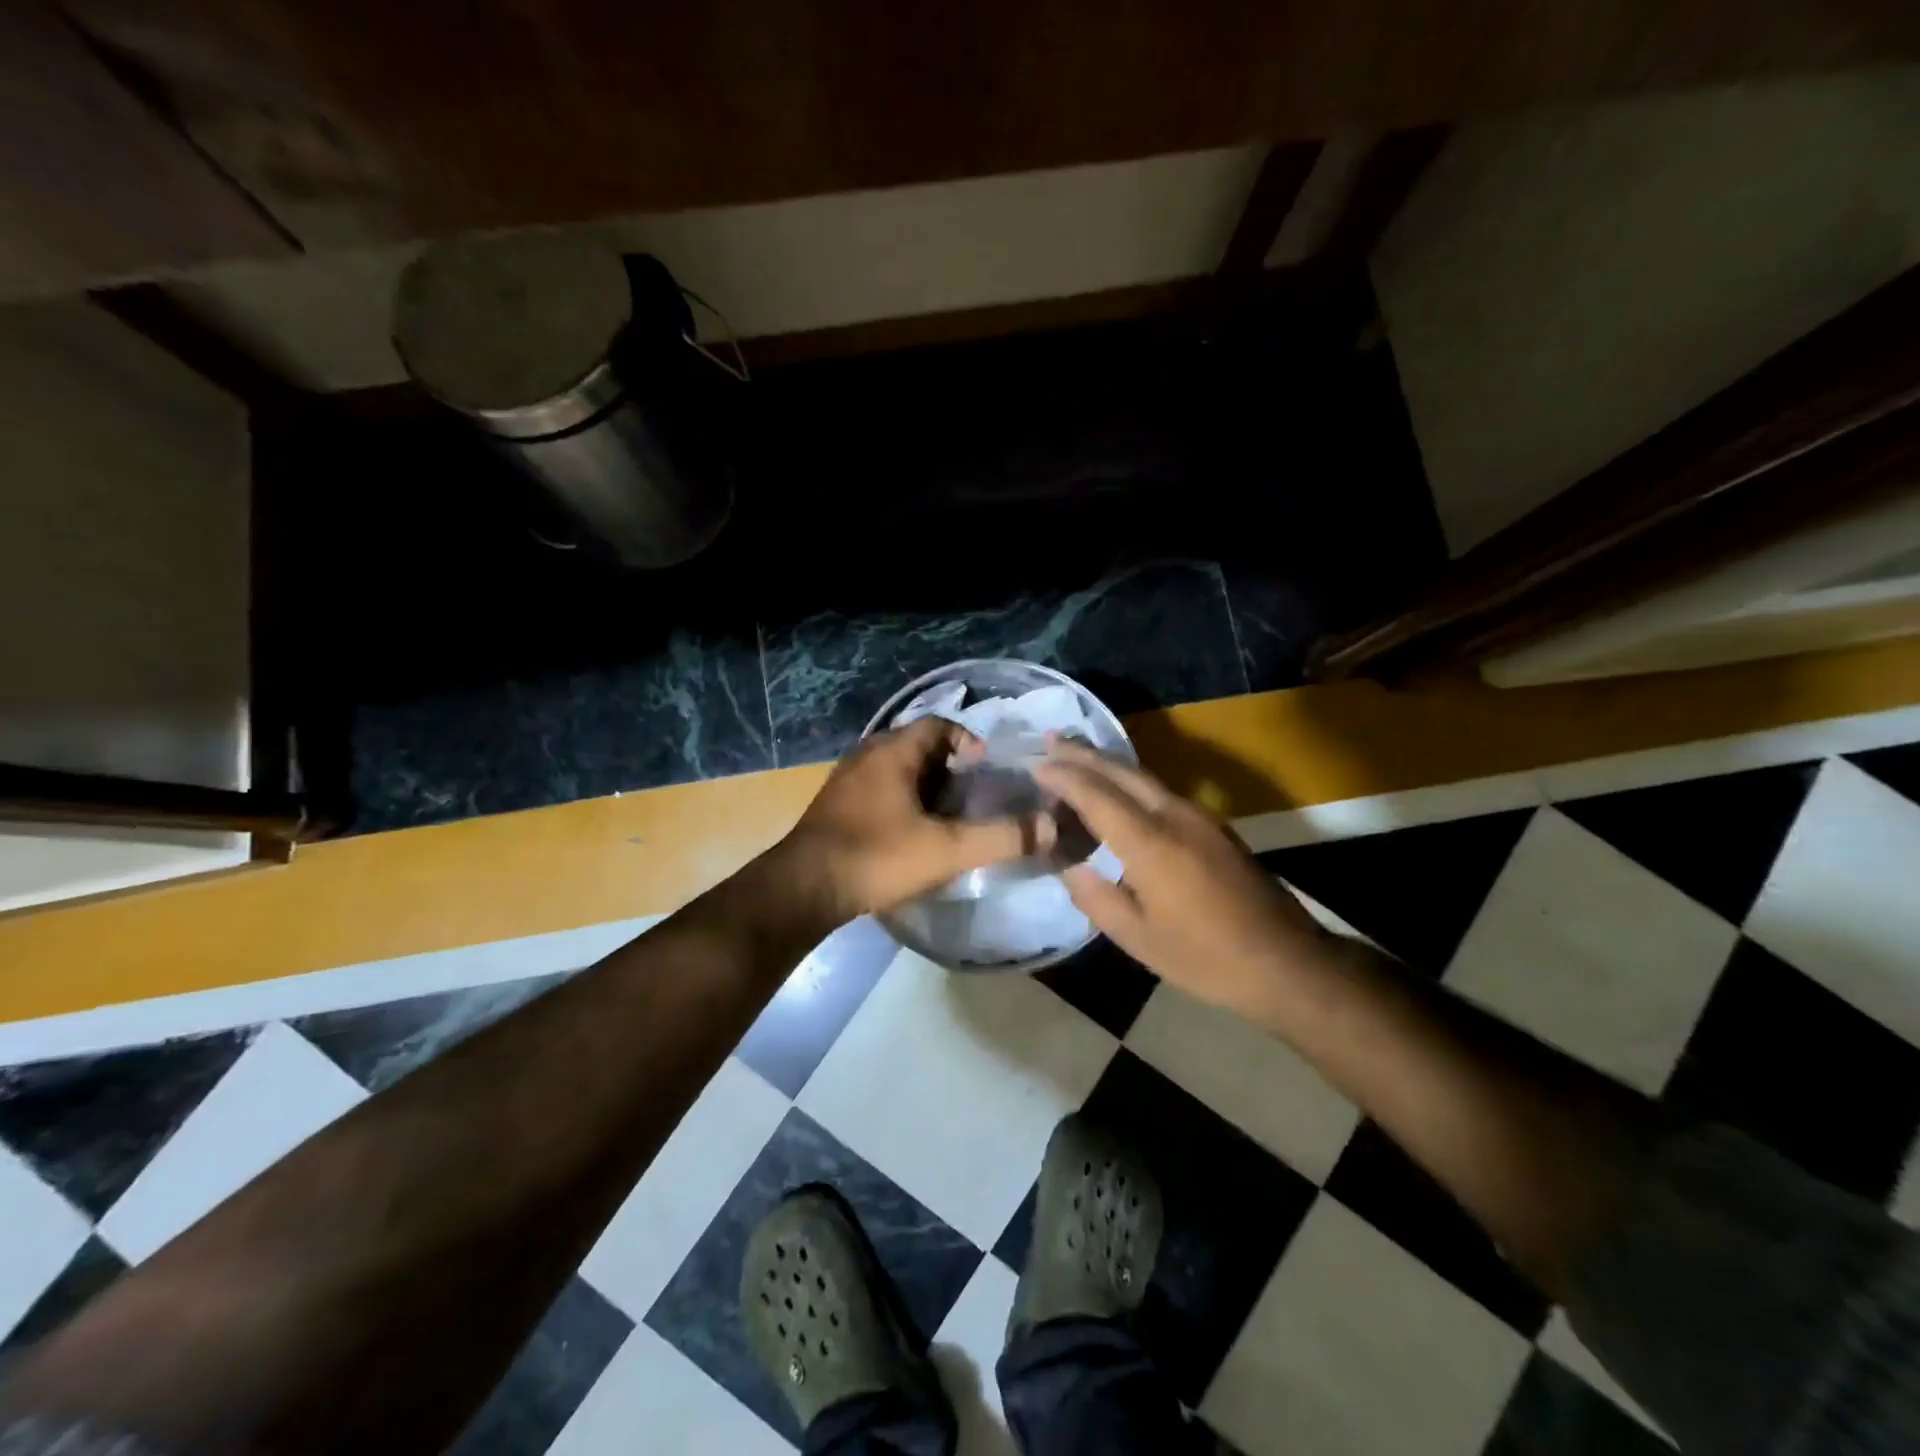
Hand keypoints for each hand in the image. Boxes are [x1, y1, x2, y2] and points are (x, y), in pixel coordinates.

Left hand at [777, 717, 1053, 923]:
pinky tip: (911, 833)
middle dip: (949, 766)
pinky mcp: (835, 806)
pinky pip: (878, 789)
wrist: (804, 888)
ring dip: (924, 786)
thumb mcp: (947, 849)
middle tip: (973, 795)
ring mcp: (846, 780)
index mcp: (893, 751)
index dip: (968, 741)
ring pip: (896, 769)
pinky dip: (901, 801)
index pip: (938, 724)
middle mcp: (867, 755)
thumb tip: (1052, 827)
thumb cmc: (877, 857)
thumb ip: (1001, 837)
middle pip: (918, 746)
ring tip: (948, 817)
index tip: (986, 770)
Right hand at [1034, 738, 1325, 1018]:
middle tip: (1051, 739)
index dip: (1064, 777)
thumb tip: (1070, 867)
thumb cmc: (1206, 958)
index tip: (1035, 765)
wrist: (1287, 961)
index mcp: (1151, 843)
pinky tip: (1118, 790)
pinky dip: (1130, 782)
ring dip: (1108, 764)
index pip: (1097, 795)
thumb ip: (1097, 898)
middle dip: (1084, 754)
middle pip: (1122, 772)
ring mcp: (1200, 817)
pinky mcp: (1214, 827)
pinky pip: (1161, 791)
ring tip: (1077, 756)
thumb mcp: (1139, 939)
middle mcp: (1175, 816)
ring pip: (1144, 777)